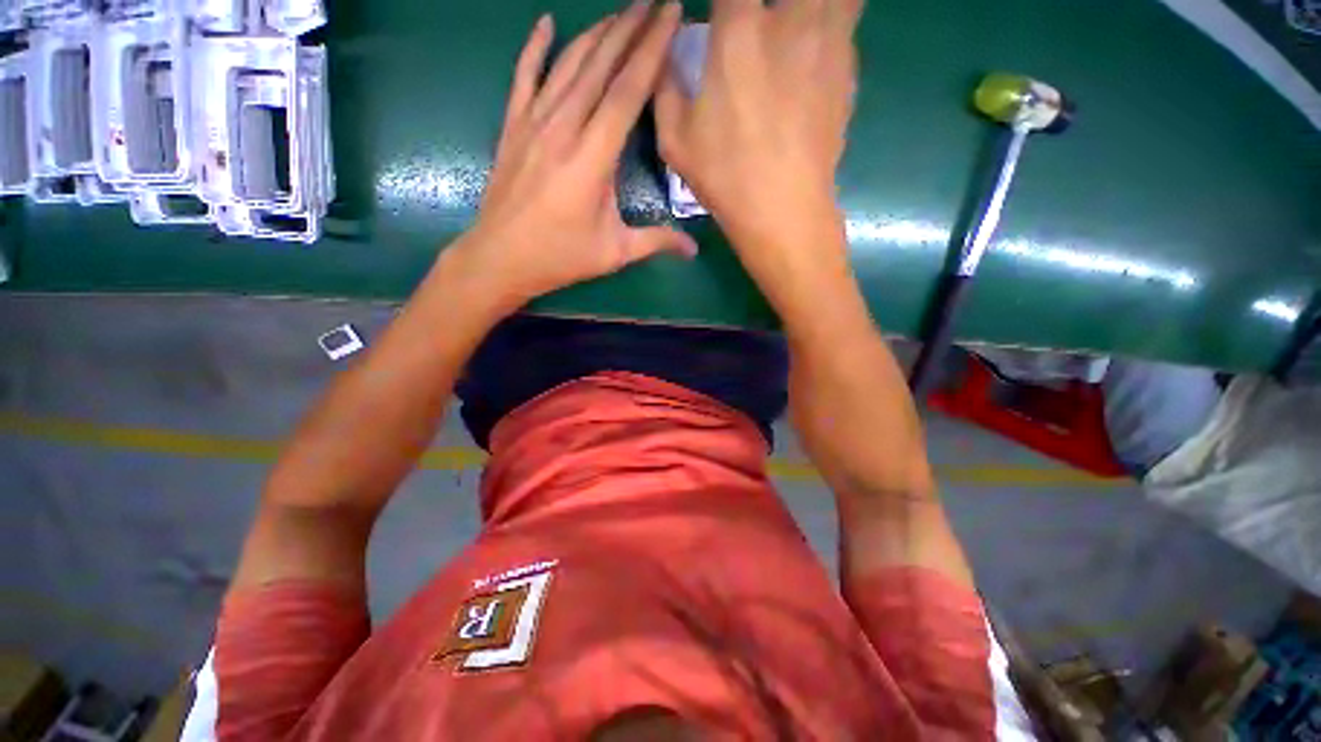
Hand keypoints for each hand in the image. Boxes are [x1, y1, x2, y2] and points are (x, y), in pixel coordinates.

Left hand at [457, 1, 695, 310]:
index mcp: (593, 158)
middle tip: (653, 1)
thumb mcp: (614, 253)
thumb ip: (656, 242)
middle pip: (600, 66)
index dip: (652, 50)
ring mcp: (533, 123)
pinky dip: (535, 47)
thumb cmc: (560, 257)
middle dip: (630, 28)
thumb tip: (694, 250)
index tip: (670, 15)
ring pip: (568, 64)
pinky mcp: (513, 127)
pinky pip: (524, 76)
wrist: (500, 258)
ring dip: (596, 33)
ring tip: (620, 11)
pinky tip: (545, 23)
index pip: (628, 91)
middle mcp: (563, 128)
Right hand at [655, 0, 861, 288]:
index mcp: (739, 32)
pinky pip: (846, 18)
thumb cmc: (725, 178)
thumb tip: (668, 55)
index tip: (718, 15)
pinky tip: (811, 51)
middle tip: (754, 23)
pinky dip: (829, 22)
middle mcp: (789, 20)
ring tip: (791, 29)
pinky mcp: (848, 68)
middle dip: (763, 5)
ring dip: (809, 7)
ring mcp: (828, 40)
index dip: (724, 0)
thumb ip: (665, 87)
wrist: (783, 210)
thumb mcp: (675, 141)